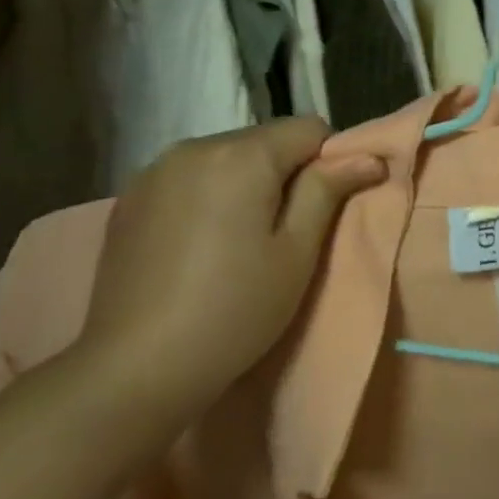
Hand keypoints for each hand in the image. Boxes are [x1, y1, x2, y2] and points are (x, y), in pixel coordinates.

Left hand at [78, 118, 385, 423]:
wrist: (134, 370)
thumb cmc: (235, 309)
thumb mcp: (298, 251)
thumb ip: (329, 190)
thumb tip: (369, 157)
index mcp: (242, 155)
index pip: (310, 128)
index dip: (330, 161)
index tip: (323, 209)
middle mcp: (194, 146)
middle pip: (266, 139)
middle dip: (286, 171)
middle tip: (285, 231)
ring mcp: (154, 171)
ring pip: (228, 157)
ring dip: (246, 182)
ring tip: (239, 238)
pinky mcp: (129, 198)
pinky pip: (190, 176)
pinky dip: (209, 195)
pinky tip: (201, 243)